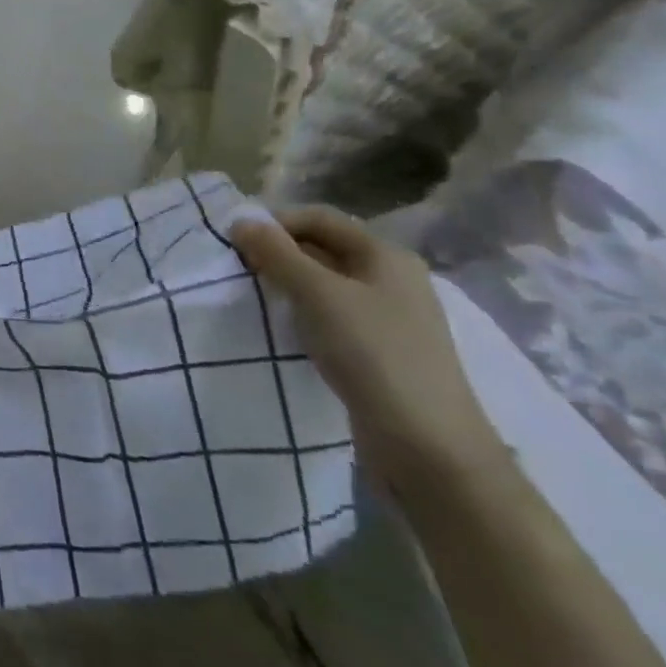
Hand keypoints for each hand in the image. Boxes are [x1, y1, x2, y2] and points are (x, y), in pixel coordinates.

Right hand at [231, 206, 510, 502]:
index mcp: (385, 255)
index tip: (236, 243)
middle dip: (280, 253)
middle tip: (240, 270)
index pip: (319, 218)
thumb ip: (277, 254)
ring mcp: (390, 318)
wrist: (429, 448)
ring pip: (327, 285)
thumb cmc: (373, 354)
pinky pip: (335, 317)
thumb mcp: (317, 295)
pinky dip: (306, 315)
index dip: (276, 223)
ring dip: (289, 285)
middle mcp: (392, 279)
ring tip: (257, 299)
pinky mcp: (382, 352)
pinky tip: (286, 331)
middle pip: (324, 248)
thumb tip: (241, 221)